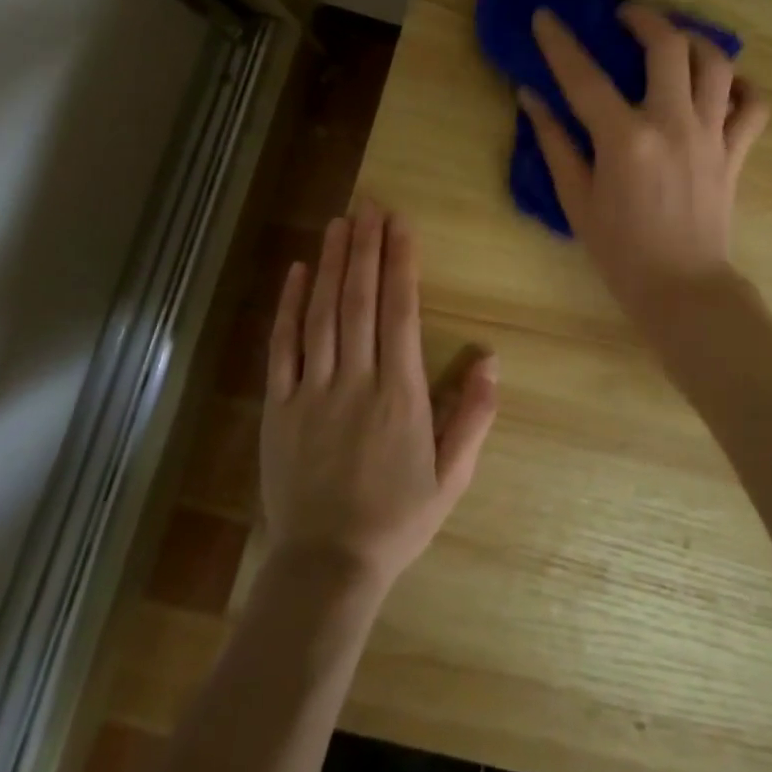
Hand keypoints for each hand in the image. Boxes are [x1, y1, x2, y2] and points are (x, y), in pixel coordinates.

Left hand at [260, 203, 498, 597]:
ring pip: (323, 313)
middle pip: (360, 300)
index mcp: (400, 394)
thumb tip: (492, 358)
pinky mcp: (279, 405)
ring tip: (340, 222)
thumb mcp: (452, 476)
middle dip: (366, 247)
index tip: (400, 224)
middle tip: (369, 204)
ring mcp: (312, 390)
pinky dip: (290, 306)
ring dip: (333, 263)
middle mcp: (356, 380)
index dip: (401, 262)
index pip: (400, 312)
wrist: (327, 567)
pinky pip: (283, 347)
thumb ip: (474, 415)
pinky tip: (298, 271)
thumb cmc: (398, 519)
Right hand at [520, 4, 770, 328]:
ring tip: (674, 39)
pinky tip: (722, 85)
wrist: (683, 290)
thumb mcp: (576, 199)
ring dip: (694, 40)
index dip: (560, 42)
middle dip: (644, 18)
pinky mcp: (735, 152)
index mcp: (625, 140)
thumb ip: (554, 142)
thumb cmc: (620, 251)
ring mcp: (711, 136)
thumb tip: (531, 97)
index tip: (545, 16)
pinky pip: (752, 106)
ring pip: (717, 64)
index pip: (584, 77)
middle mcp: (673, 125)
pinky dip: (741, 87)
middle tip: (624, 16)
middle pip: (667, 47)